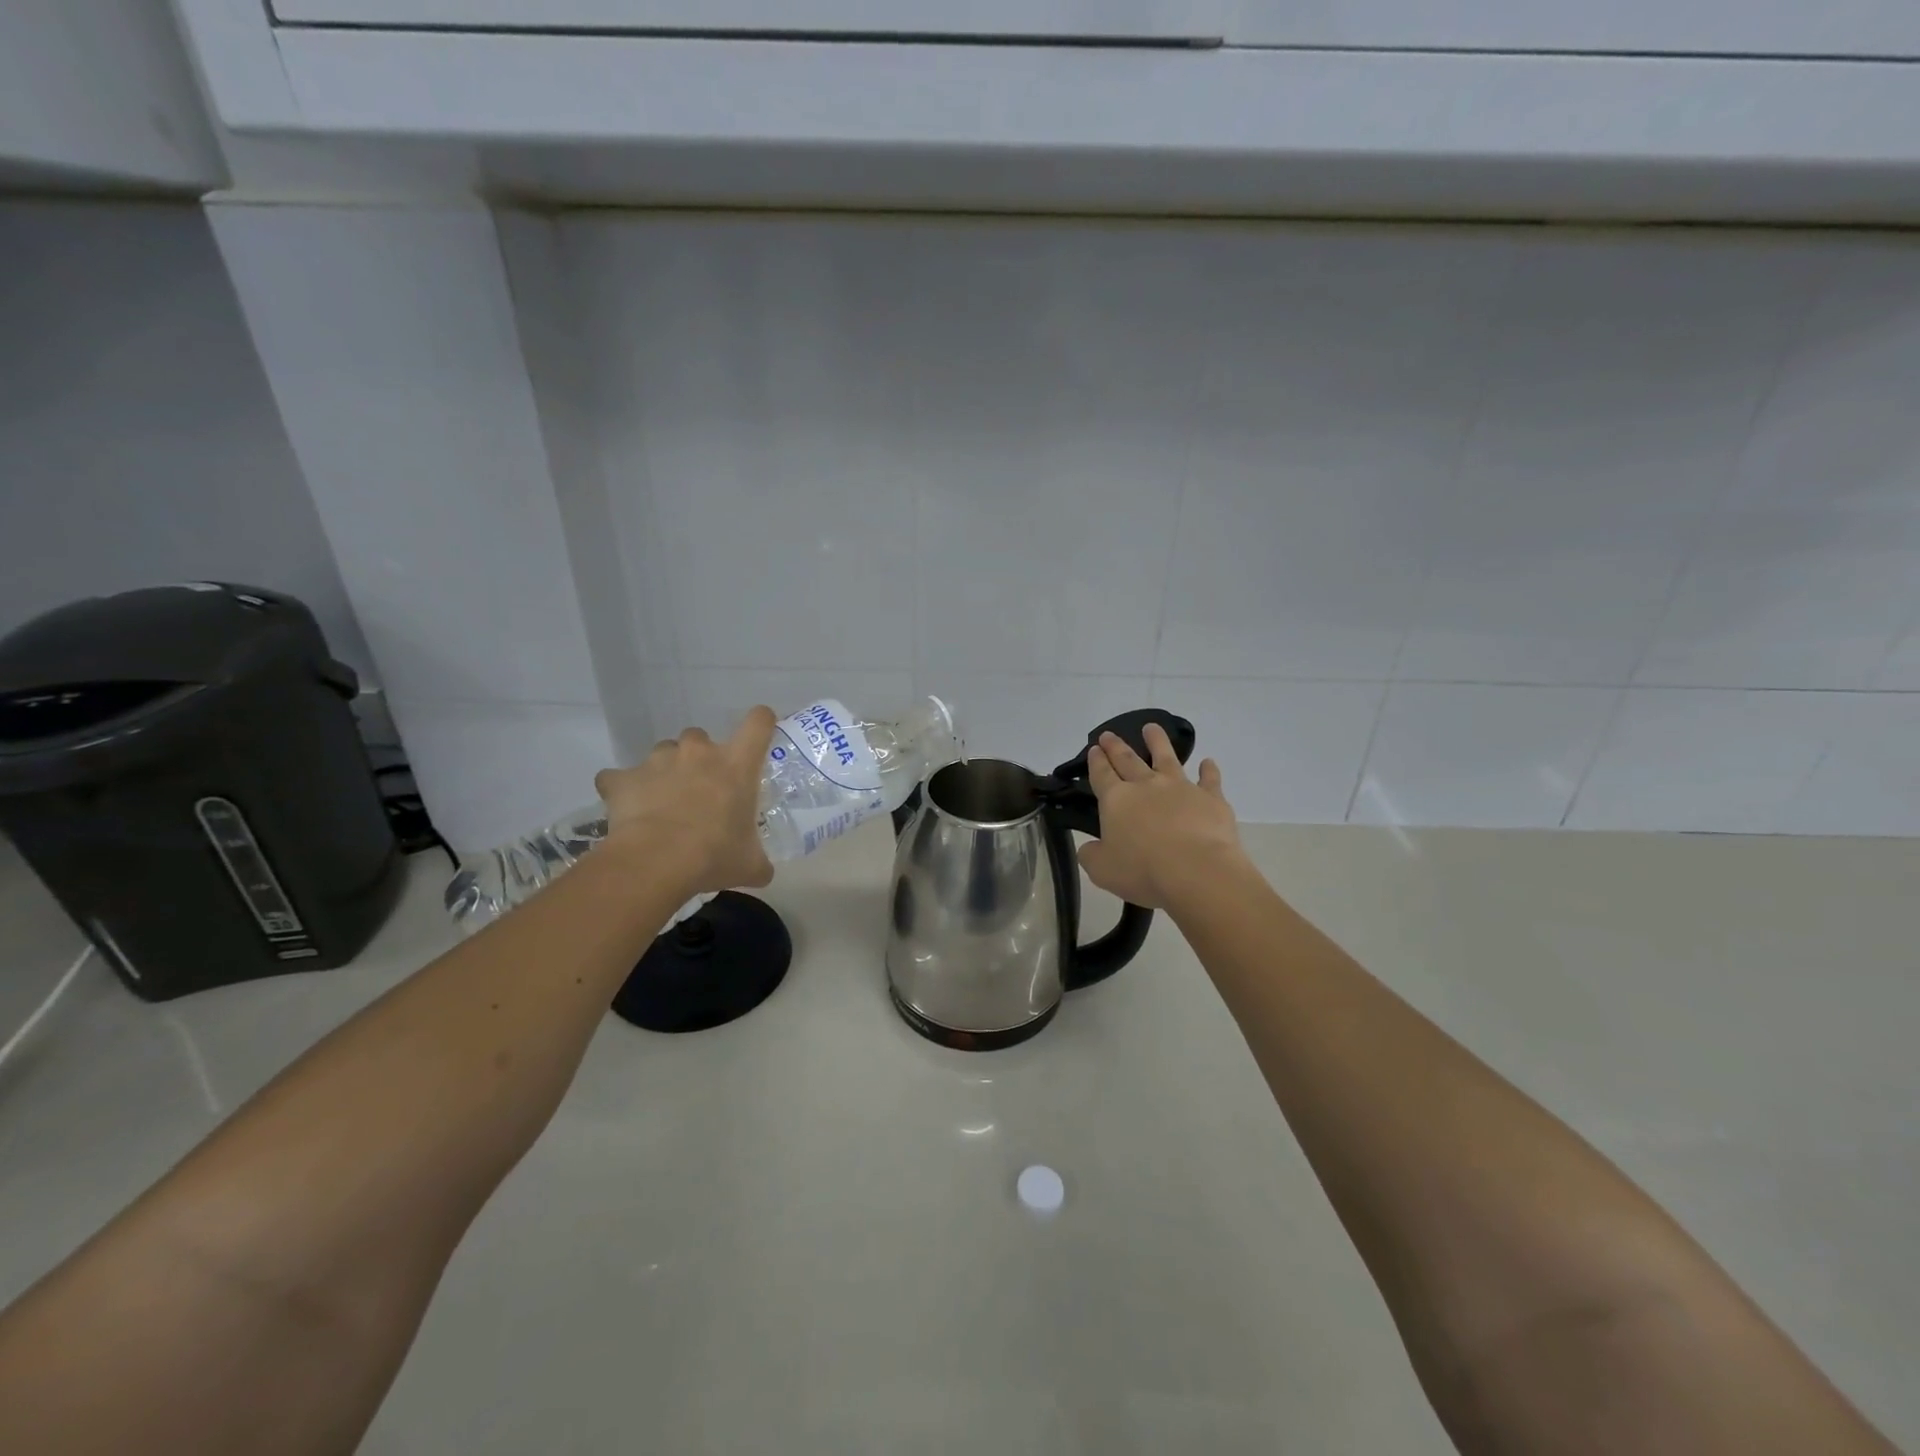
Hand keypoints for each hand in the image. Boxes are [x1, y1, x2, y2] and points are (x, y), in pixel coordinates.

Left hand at [594, 708, 775, 899]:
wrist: (655, 862)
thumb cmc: (713, 855)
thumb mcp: (750, 864)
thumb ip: (760, 862)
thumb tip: (764, 872)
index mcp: (736, 765)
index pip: (758, 723)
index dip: (761, 722)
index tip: (759, 731)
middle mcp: (698, 752)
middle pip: (701, 737)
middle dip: (700, 758)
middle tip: (700, 789)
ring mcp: (658, 761)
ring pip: (663, 753)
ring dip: (666, 771)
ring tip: (664, 802)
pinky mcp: (623, 778)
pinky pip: (620, 777)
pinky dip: (623, 789)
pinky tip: (627, 809)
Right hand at [1077, 724, 1247, 910]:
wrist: (1198, 872)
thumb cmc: (1143, 871)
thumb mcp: (1102, 870)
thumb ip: (1091, 855)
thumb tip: (1088, 848)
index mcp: (1116, 800)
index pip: (1102, 774)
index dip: (1096, 761)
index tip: (1094, 749)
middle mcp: (1146, 785)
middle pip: (1128, 759)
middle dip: (1116, 746)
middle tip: (1109, 734)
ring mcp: (1181, 788)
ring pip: (1166, 757)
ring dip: (1157, 741)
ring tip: (1152, 728)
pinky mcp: (1210, 798)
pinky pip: (1209, 779)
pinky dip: (1208, 770)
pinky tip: (1208, 763)